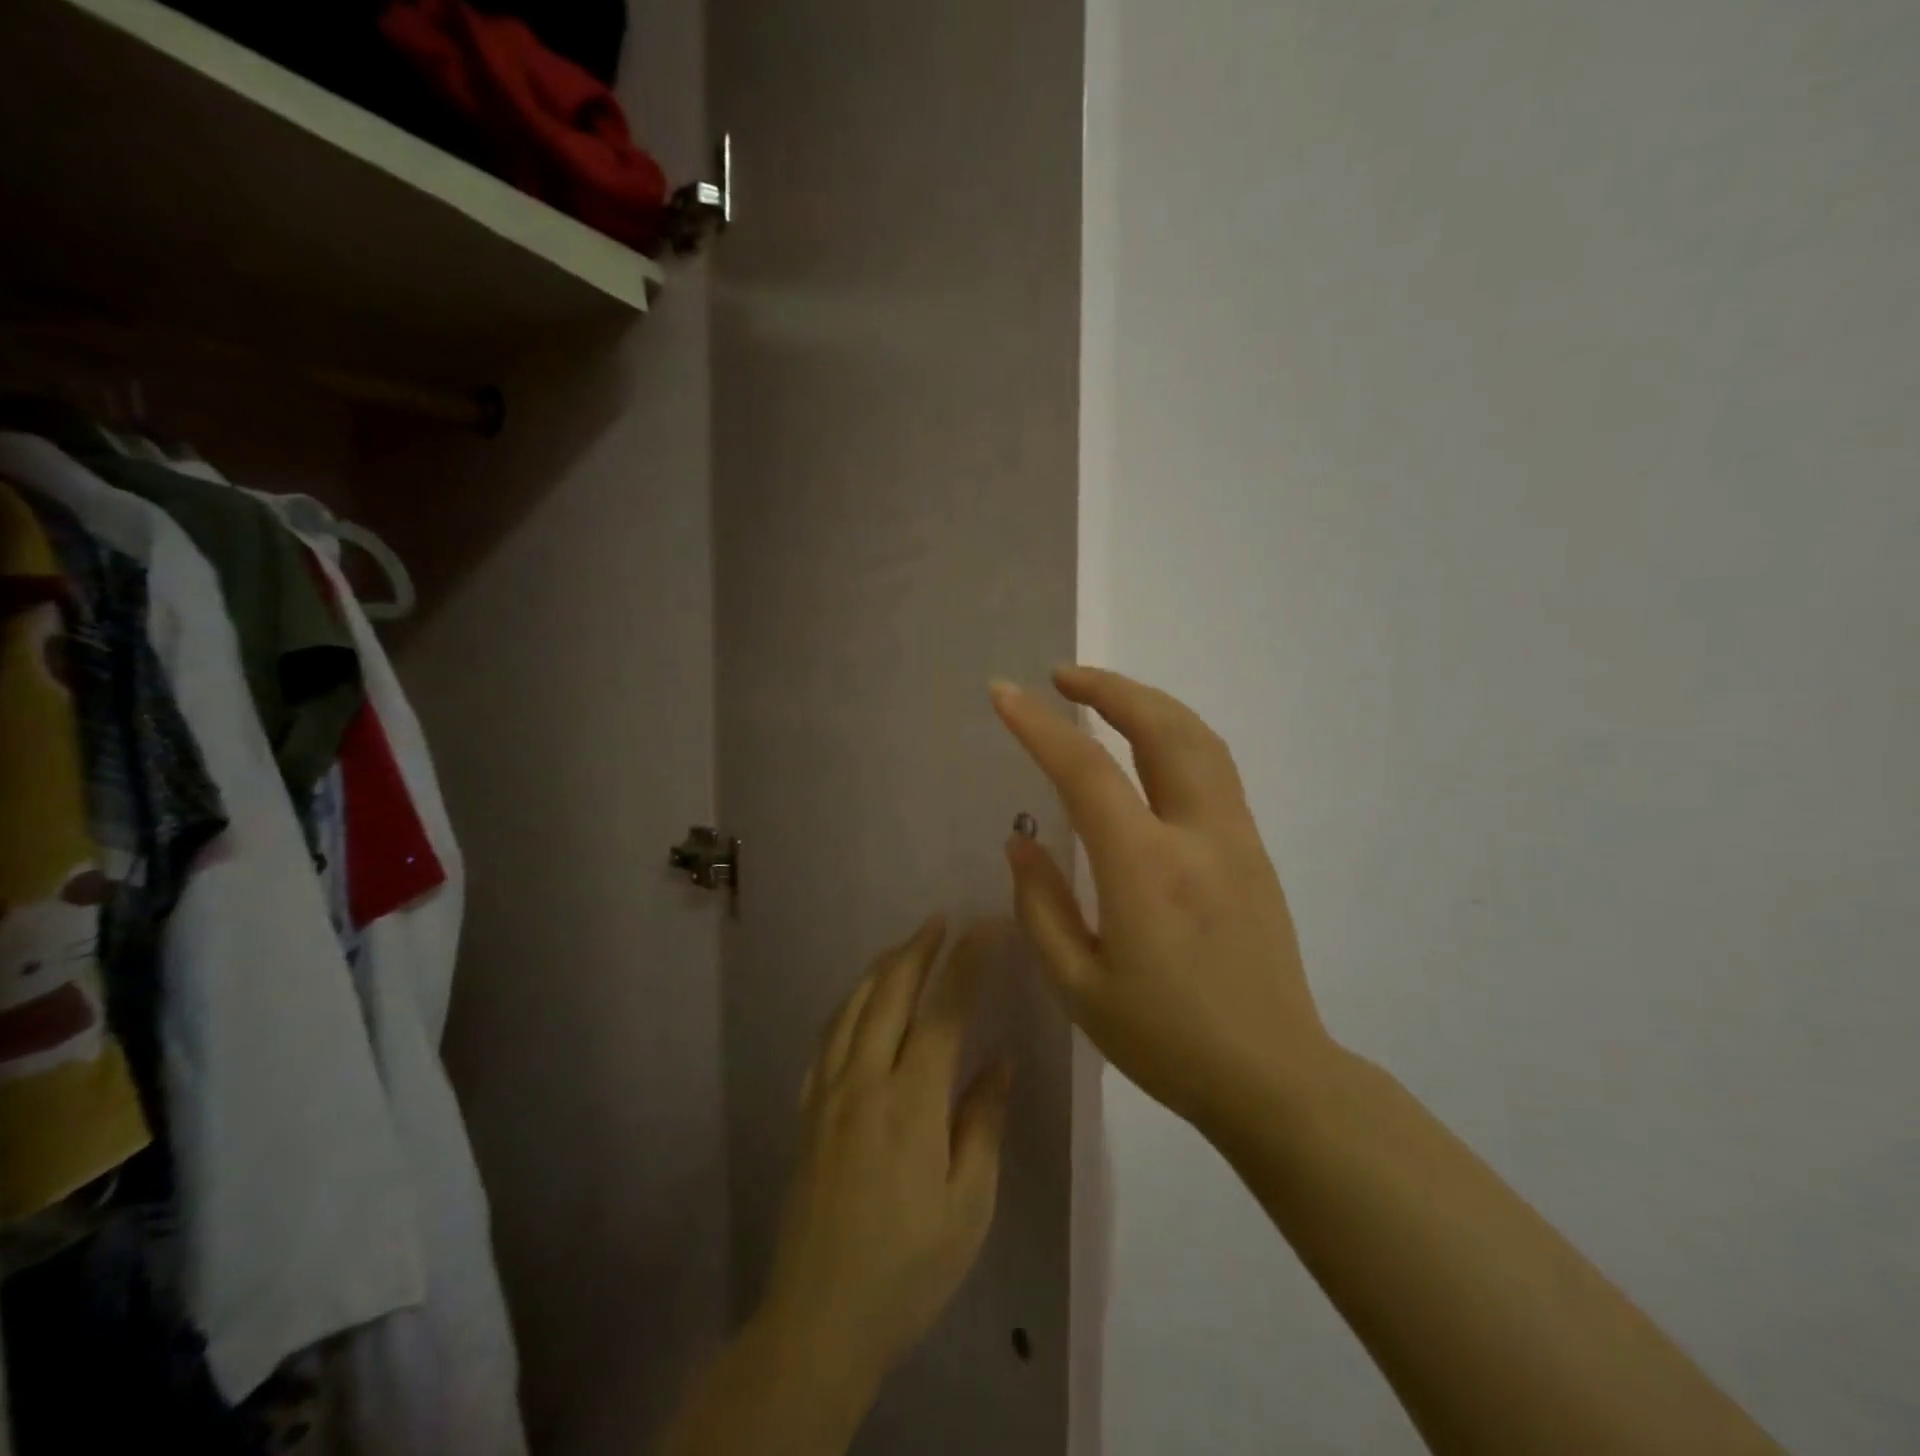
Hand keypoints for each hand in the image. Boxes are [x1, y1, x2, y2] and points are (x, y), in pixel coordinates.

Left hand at [761, 917, 1012, 1390]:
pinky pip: (826, 1037)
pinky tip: (859, 1001)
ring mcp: (827, 1092)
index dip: (966, 963)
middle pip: (889, 992)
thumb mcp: (967, 1205)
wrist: (819, 1317)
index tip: (986, 928)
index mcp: (910, 1101)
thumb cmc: (909, 1266)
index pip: (943, 1010)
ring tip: (906, 946)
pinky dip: (848, 1004)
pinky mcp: (807, 1110)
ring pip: (852, 1006)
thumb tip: (999, 1061)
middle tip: (943, 921)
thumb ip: (983, 1123)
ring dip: (881, 967)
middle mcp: (864, 1081)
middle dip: (918, 949)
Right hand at [991, 667, 1330, 1131]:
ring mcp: (1236, 837)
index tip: (1004, 694)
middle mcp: (1197, 835)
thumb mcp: (1079, 987)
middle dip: (1109, 688)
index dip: (1039, 725)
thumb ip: (1040, 906)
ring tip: (1102, 697)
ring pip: (1198, 738)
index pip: (1086, 771)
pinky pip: (1214, 766)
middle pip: (1161, 727)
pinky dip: (1174, 733)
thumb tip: (1022, 843)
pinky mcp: (1254, 849)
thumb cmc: (1166, 1041)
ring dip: (1147, 702)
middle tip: (1061, 676)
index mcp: (1145, 870)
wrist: (1275, 1077)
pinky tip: (1147, 745)